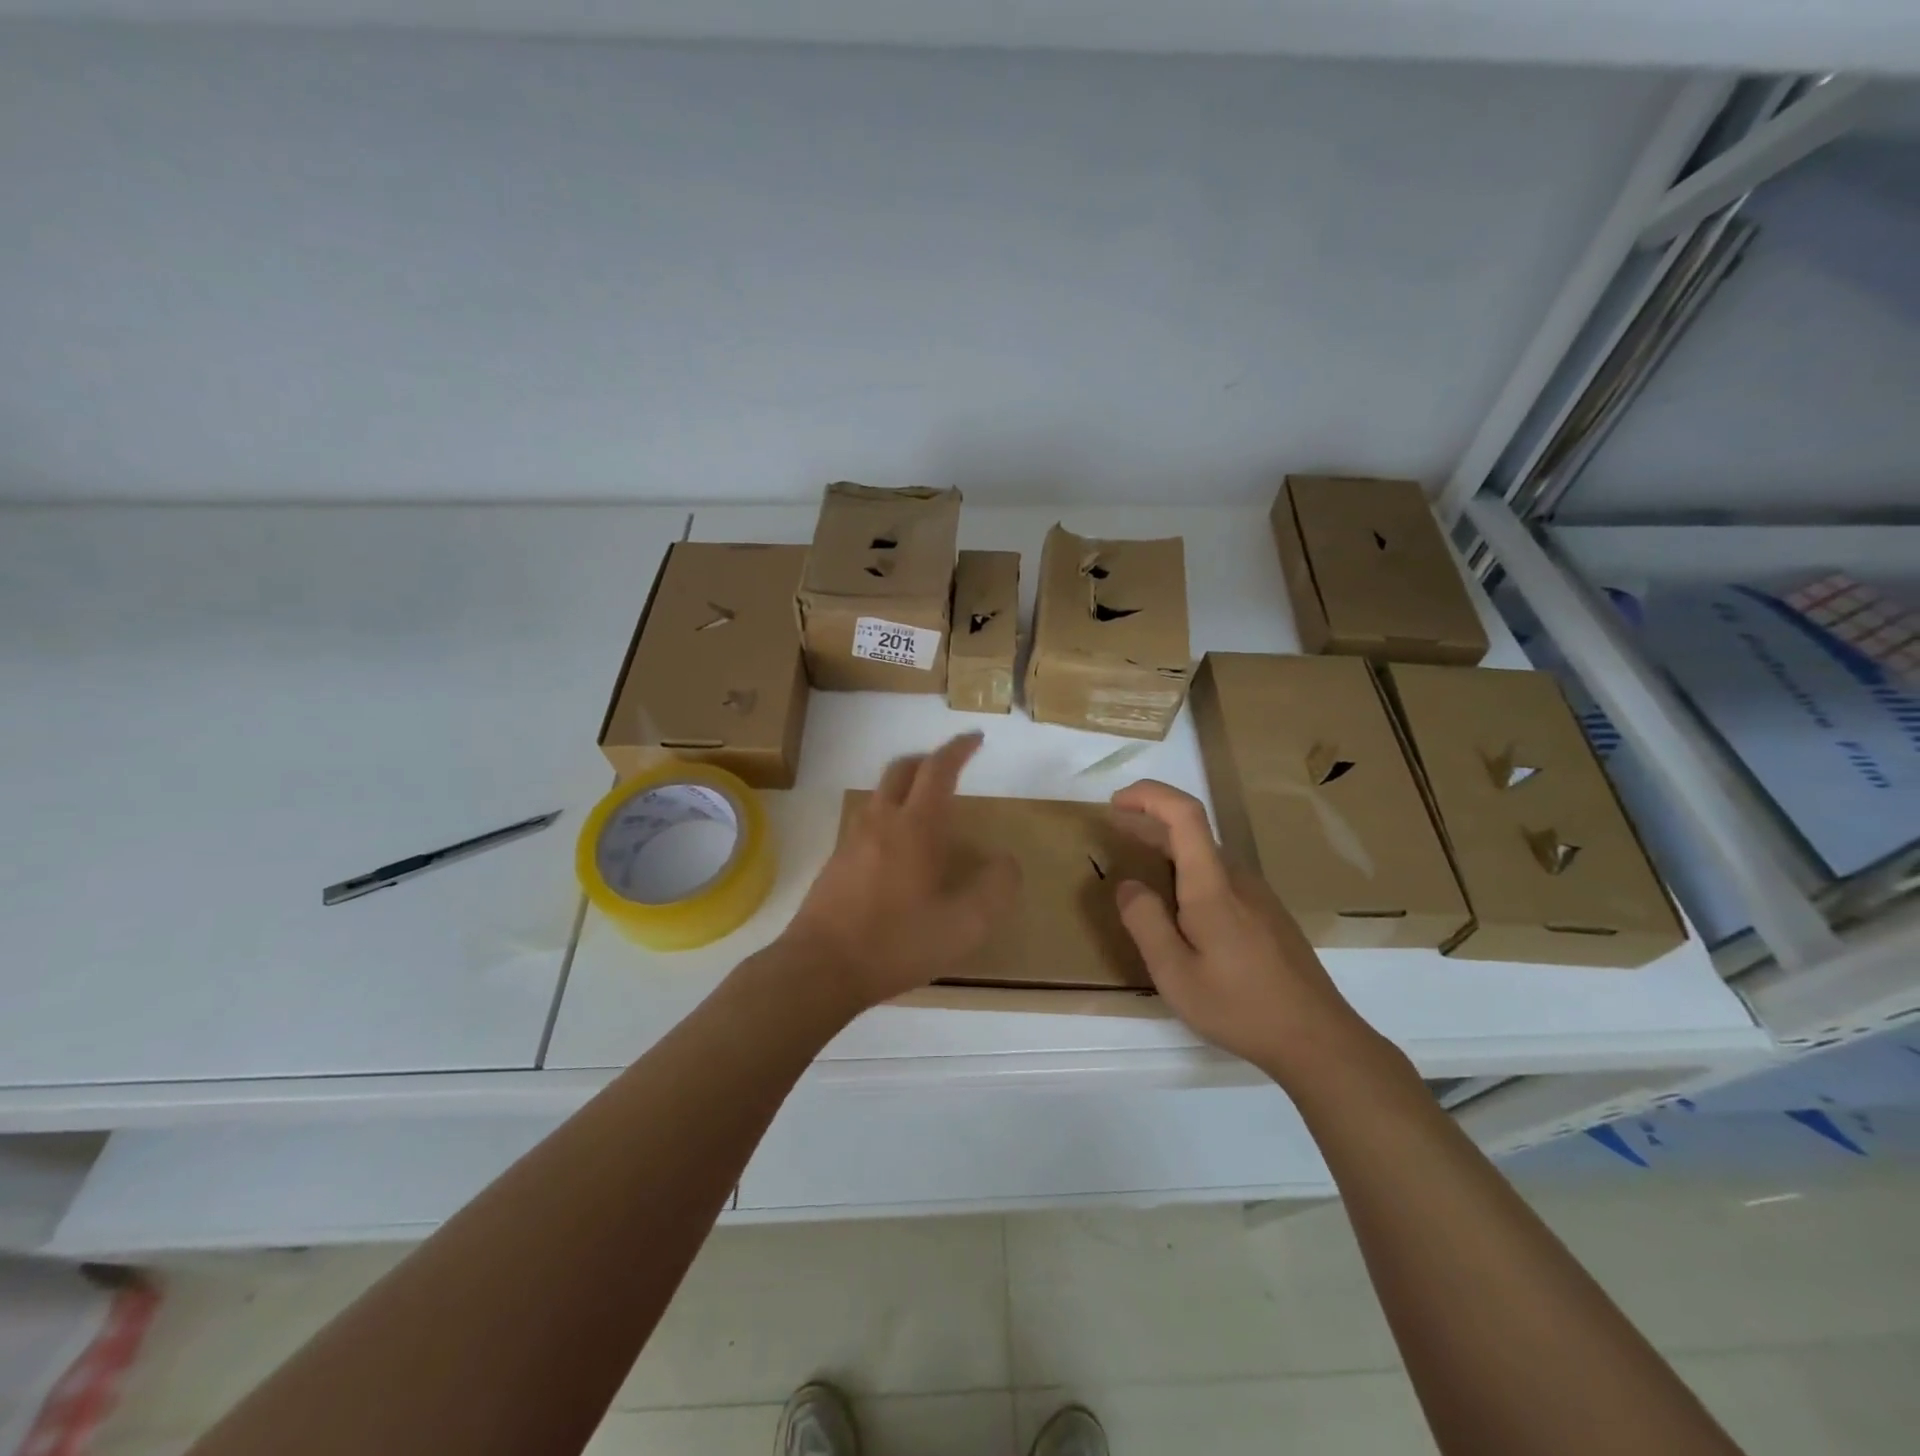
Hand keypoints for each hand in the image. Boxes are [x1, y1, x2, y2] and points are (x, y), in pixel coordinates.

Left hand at [782, 732, 1019, 1011]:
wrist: (820, 968)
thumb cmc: (897, 943)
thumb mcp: (964, 926)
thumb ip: (995, 889)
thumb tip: (1007, 861)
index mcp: (915, 827)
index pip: (938, 770)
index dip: (958, 749)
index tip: (975, 739)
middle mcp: (881, 822)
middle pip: (902, 769)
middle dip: (929, 759)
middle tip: (950, 766)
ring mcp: (852, 840)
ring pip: (880, 793)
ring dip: (905, 786)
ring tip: (926, 807)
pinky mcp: (835, 862)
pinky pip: (866, 820)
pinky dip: (888, 814)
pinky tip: (897, 849)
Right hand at [1110, 779, 1380, 1085]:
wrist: (1318, 1039)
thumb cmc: (1240, 1006)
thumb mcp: (1175, 973)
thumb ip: (1145, 922)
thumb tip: (1127, 885)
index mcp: (1212, 885)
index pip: (1185, 813)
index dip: (1149, 795)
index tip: (1116, 804)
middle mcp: (1238, 878)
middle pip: (1192, 831)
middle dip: (1149, 823)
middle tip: (1115, 834)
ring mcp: (1258, 895)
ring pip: (1206, 857)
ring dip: (1169, 851)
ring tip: (1139, 875)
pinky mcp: (1268, 915)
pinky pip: (1220, 879)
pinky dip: (1189, 874)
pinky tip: (1179, 910)